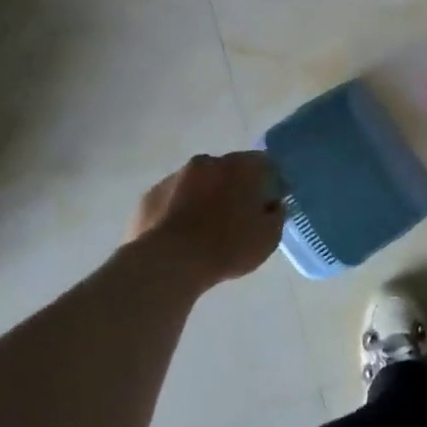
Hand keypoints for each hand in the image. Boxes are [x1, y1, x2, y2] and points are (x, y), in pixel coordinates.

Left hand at [131, 152, 284, 285]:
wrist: (168, 263)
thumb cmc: (227, 247)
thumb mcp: (269, 237)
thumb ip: (277, 214)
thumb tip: (273, 204)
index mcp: (241, 167)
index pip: (265, 164)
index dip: (270, 183)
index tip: (269, 205)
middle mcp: (208, 162)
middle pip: (229, 170)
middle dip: (235, 188)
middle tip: (238, 217)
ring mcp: (175, 177)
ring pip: (198, 182)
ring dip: (205, 197)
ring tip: (206, 230)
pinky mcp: (150, 196)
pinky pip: (173, 199)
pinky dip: (180, 211)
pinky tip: (181, 237)